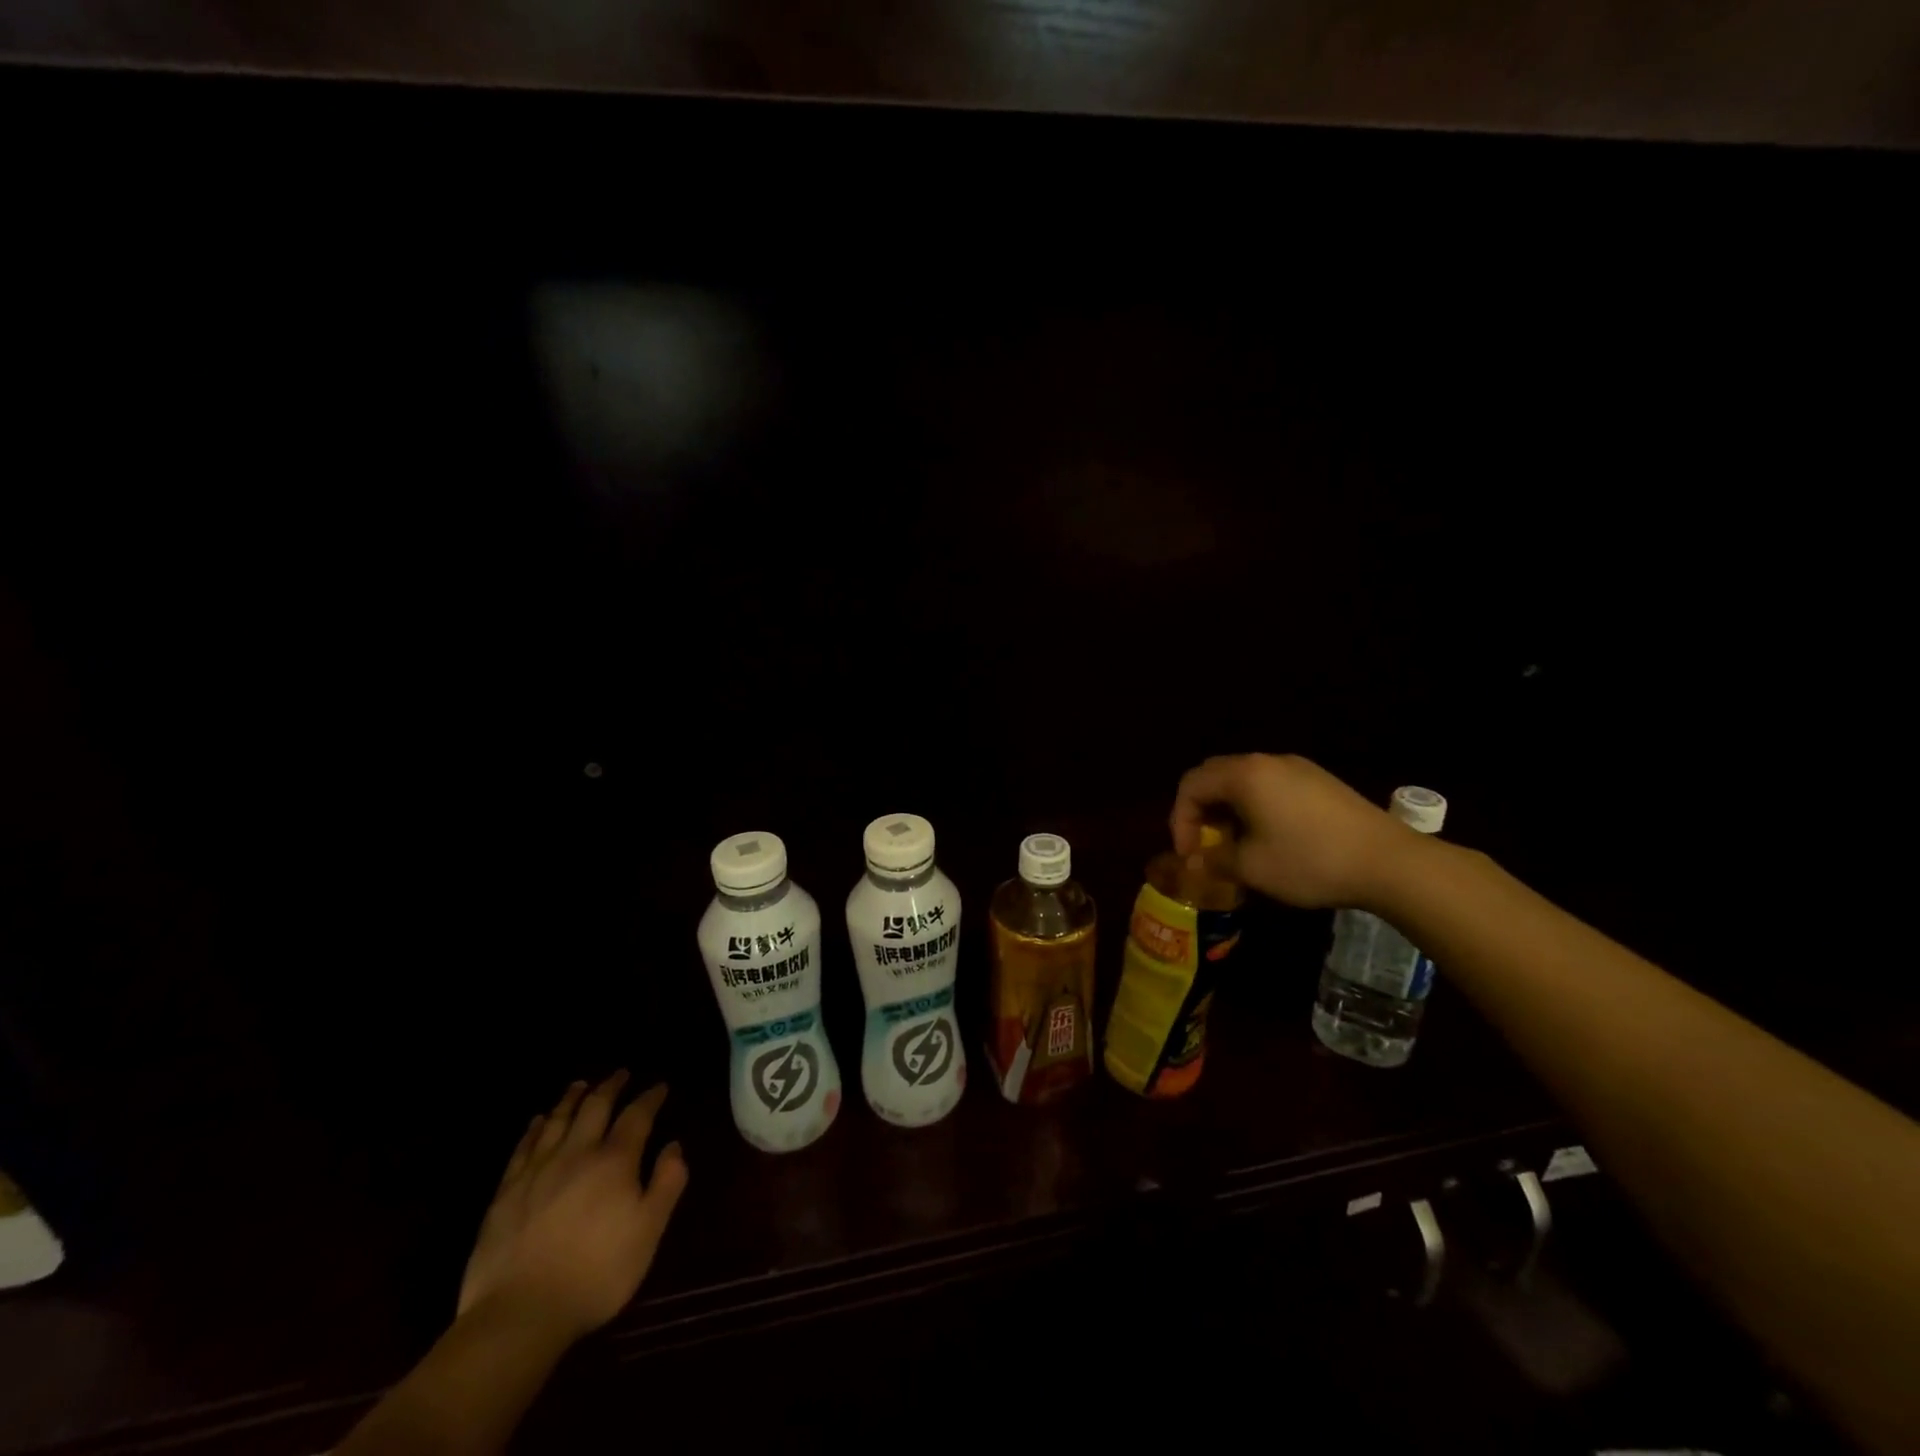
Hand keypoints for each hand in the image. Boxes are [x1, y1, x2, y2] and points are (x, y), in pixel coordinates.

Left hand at [457, 1072, 688, 1344]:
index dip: (650, 1098)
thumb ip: (667, 1184)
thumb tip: (673, 1146)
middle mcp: (577, 1153)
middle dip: (611, 1086)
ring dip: (573, 1098)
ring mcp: (537, 1170)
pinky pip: (523, 1147)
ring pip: (558, 1120)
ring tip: (581, 1084)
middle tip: (620, 1073)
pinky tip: (539, 1121)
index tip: (660, 1086)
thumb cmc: (596, 1274)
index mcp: (615, 1161)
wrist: (519, 1314)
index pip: (637, 1116)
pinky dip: (535, 1128)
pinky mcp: (506, 1192)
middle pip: (595, 1106)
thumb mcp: (648, 1232)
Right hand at [1170, 753, 1420, 911]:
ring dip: (1228, 809)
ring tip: (1235, 844)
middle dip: (1200, 810)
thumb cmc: (1310, 862)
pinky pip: (1271, 784)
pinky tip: (1269, 836)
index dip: (1180, 820)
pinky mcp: (1319, 780)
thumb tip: (1194, 862)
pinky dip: (1254, 805)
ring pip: (1244, 779)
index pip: (1191, 785)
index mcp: (1244, 775)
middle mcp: (1267, 761)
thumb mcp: (1252, 868)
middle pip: (1215, 775)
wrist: (1389, 862)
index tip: (1189, 855)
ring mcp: (1297, 767)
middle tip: (1204, 844)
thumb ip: (1214, 860)